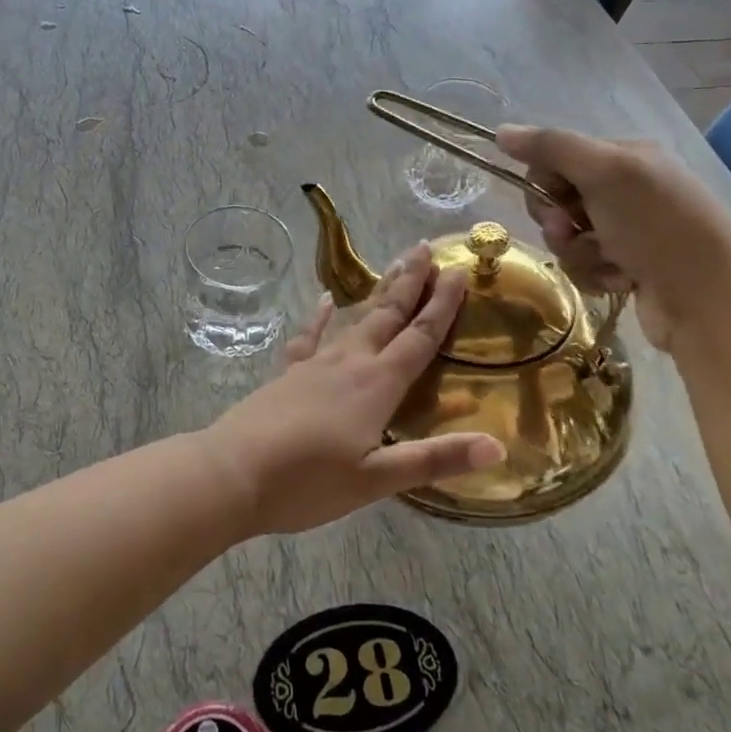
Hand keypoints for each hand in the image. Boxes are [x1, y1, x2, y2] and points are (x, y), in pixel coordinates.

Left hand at [202, 243, 505, 535]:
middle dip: (410, 282)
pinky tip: (322, 301)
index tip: (458, 271)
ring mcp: (314, 364)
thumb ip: (434, 459)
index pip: (419, 337)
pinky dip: (318, 317)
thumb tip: (497, 446)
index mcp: (376, 384)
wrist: (232, 474)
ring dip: (378, 293)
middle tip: (426, 249)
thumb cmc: (308, 483)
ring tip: (394, 267)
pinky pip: (308, 336)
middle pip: (387, 315)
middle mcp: (349, 363)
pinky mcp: (287, 374)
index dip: (442, 306)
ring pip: (353, 319)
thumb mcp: (377, 479)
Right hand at [495, 125, 730, 351]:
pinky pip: (585, 266)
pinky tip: (623, 280)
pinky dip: (597, 275)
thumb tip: (501, 131)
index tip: (558, 200)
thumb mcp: (605, 173)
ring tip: (610, 263)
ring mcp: (628, 231)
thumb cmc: (657, 227)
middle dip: (559, 223)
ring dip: (579, 253)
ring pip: (568, 239)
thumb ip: (552, 147)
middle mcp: (627, 189)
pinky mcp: (627, 268)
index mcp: (626, 156)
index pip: (557, 159)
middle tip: (576, 233)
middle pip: (557, 201)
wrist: (707, 300)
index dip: (546, 182)